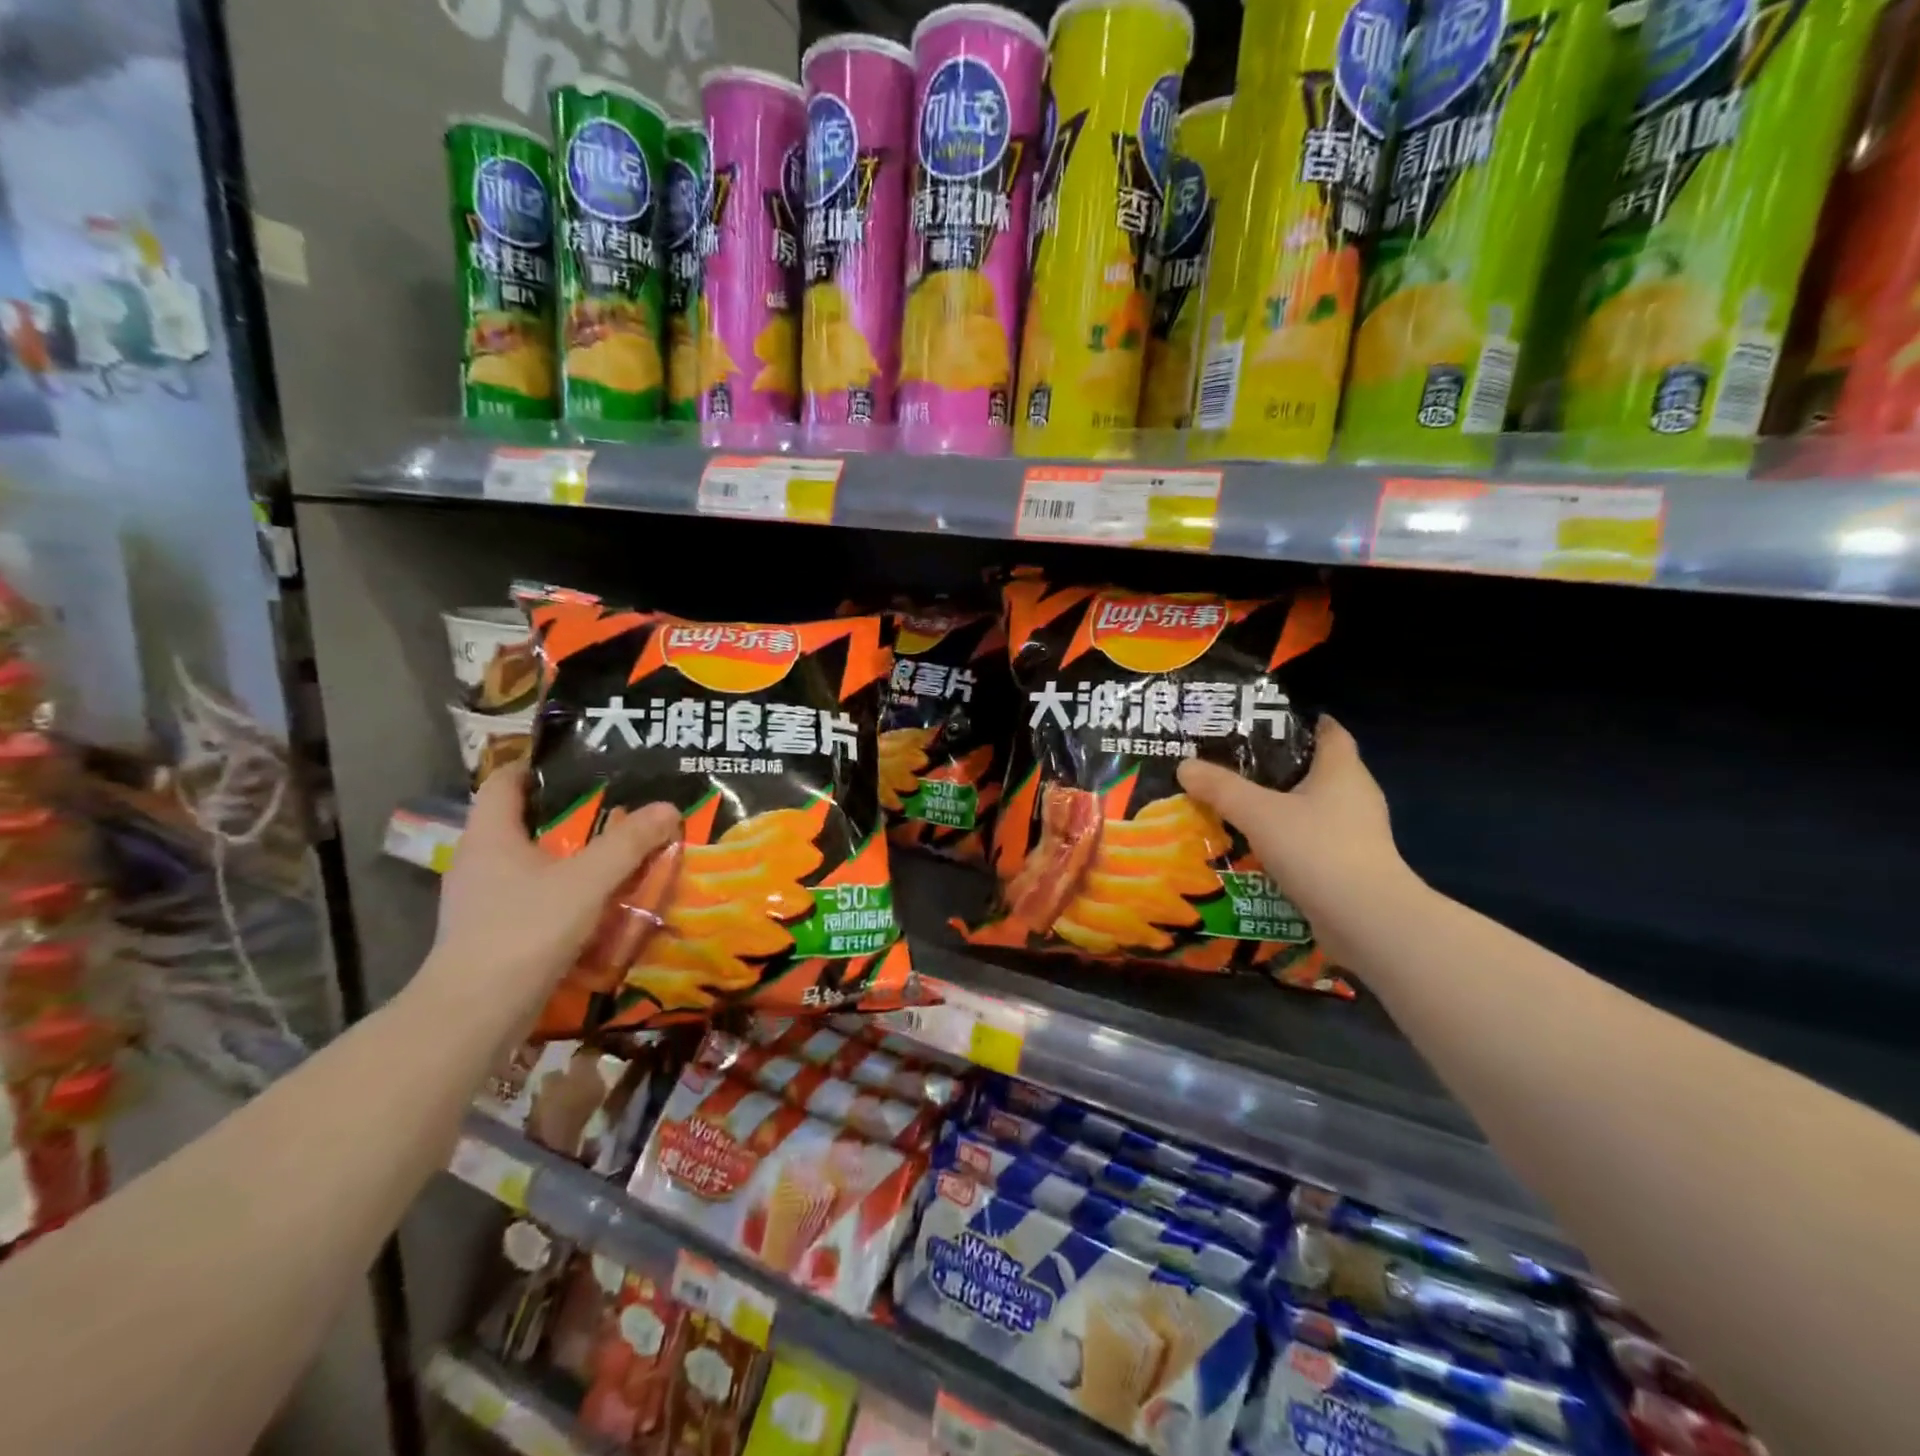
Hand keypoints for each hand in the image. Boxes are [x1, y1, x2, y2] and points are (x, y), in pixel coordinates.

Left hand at [415, 764, 680, 1036]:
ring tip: (615, 852)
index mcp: (490, 835)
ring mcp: (482, 900)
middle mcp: (479, 861)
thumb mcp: (587, 880)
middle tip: (616, 806)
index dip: (536, 766)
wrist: (475, 1014)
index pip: (504, 781)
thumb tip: (668, 807)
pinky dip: (564, 891)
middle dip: (568, 813)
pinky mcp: (492, 933)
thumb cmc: (525, 930)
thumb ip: (629, 843)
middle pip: (522, 821)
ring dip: (569, 856)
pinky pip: (533, 896)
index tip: (580, 764)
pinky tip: (597, 901)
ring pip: (530, 863)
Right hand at [1177, 717, 1413, 967]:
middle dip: (1277, 766)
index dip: (1299, 722)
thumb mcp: (1258, 813)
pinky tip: (1254, 845)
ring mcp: (1356, 833)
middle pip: (1316, 769)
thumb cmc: (1317, 849)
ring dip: (1279, 806)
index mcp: (1342, 770)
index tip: (1262, 721)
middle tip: (1233, 763)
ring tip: (1235, 804)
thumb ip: (1221, 788)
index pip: (1328, 731)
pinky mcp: (1350, 865)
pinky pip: (1311, 840)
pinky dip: (1286, 838)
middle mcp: (1355, 795)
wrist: (1366, 920)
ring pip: (1311, 808)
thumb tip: (1184, 765)